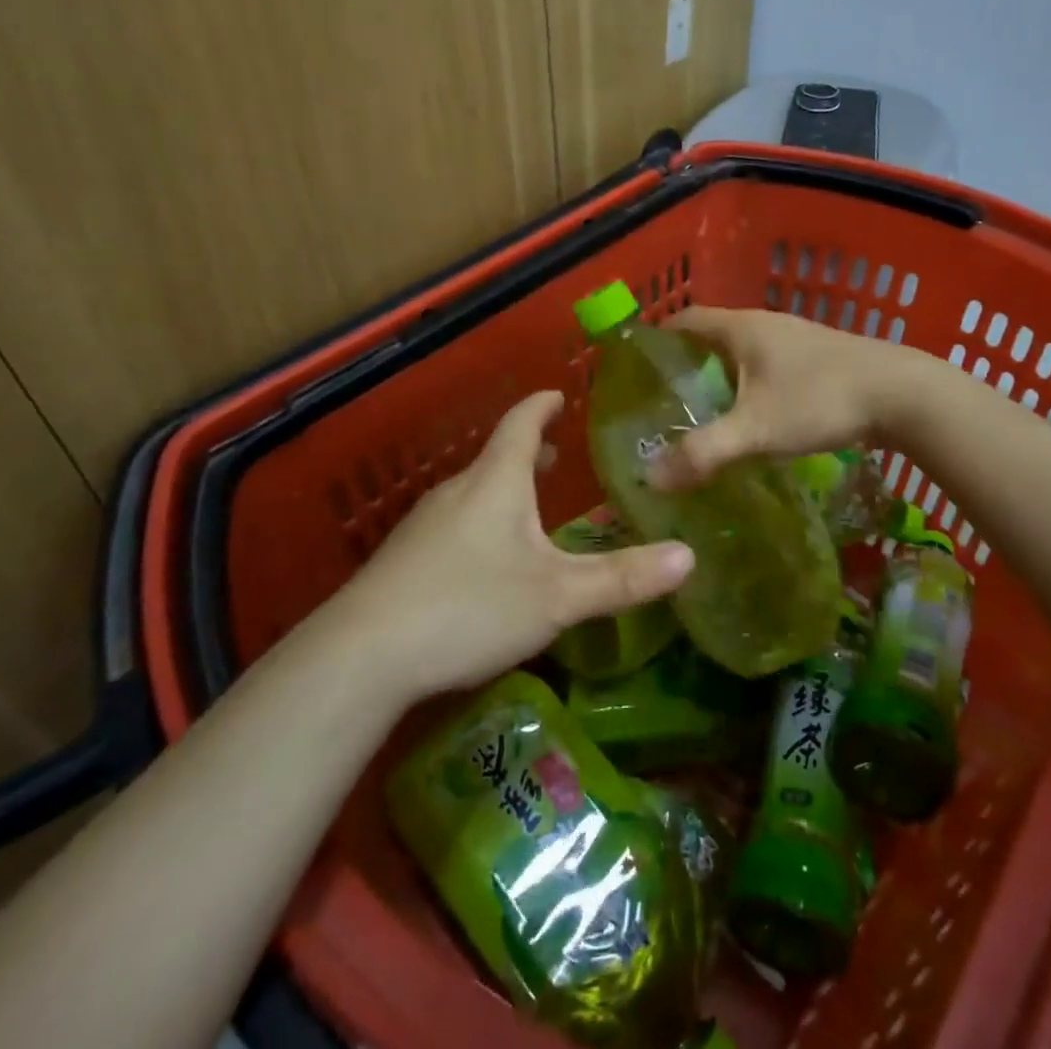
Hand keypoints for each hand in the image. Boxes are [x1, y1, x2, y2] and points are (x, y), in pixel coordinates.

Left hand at [325, 391, 693, 701]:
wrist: (361, 655)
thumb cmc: (469, 607)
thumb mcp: (558, 596)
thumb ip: (623, 579)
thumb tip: (689, 557)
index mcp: (496, 482)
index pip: (521, 423)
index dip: (542, 406)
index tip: (558, 395)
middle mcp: (458, 491)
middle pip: (496, 457)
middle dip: (527, 452)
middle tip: (555, 455)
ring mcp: (424, 524)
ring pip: (473, 492)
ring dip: (504, 489)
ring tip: (528, 506)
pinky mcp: (403, 559)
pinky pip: (452, 523)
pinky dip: (480, 521)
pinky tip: (485, 561)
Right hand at [649, 306, 923, 488]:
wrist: (903, 394)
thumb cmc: (821, 399)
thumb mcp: (756, 429)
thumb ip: (704, 452)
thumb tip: (652, 478)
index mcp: (742, 328)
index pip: (684, 319)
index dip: (656, 338)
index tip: (634, 368)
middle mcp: (765, 324)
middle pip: (711, 336)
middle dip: (684, 364)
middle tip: (661, 401)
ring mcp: (795, 339)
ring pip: (742, 352)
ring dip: (719, 376)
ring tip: (699, 413)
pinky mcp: (818, 359)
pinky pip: (767, 366)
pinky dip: (748, 385)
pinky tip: (751, 416)